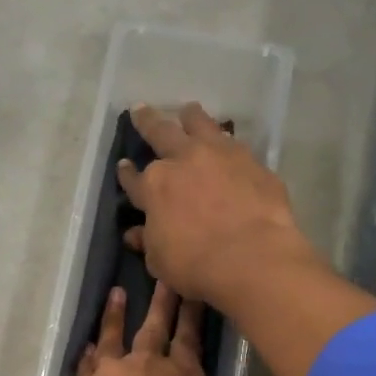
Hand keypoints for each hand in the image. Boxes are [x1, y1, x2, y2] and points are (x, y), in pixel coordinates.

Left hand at [67, 280, 219, 375]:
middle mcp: (149, 365)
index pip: (191, 337)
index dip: (191, 313)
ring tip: (116, 295)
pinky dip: (88, 355)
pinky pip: (87, 366)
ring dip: (115, 315)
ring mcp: (113, 374)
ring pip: (114, 337)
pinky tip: (87, 347)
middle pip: (154, 327)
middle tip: (160, 277)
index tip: (190, 288)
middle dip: (161, 301)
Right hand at [116, 103, 319, 314]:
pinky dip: (225, 141)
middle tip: (141, 110)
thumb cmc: (196, 265)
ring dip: (190, 117)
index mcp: (154, 186)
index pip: (134, 178)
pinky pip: (234, 144)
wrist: (252, 257)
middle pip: (161, 132)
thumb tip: (136, 233)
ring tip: (188, 111)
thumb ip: (148, 241)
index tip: (124, 166)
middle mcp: (183, 160)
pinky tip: (226, 142)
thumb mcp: (160, 260)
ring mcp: (219, 155)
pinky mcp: (251, 161)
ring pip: (200, 124)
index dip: (127, 174)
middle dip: (148, 122)